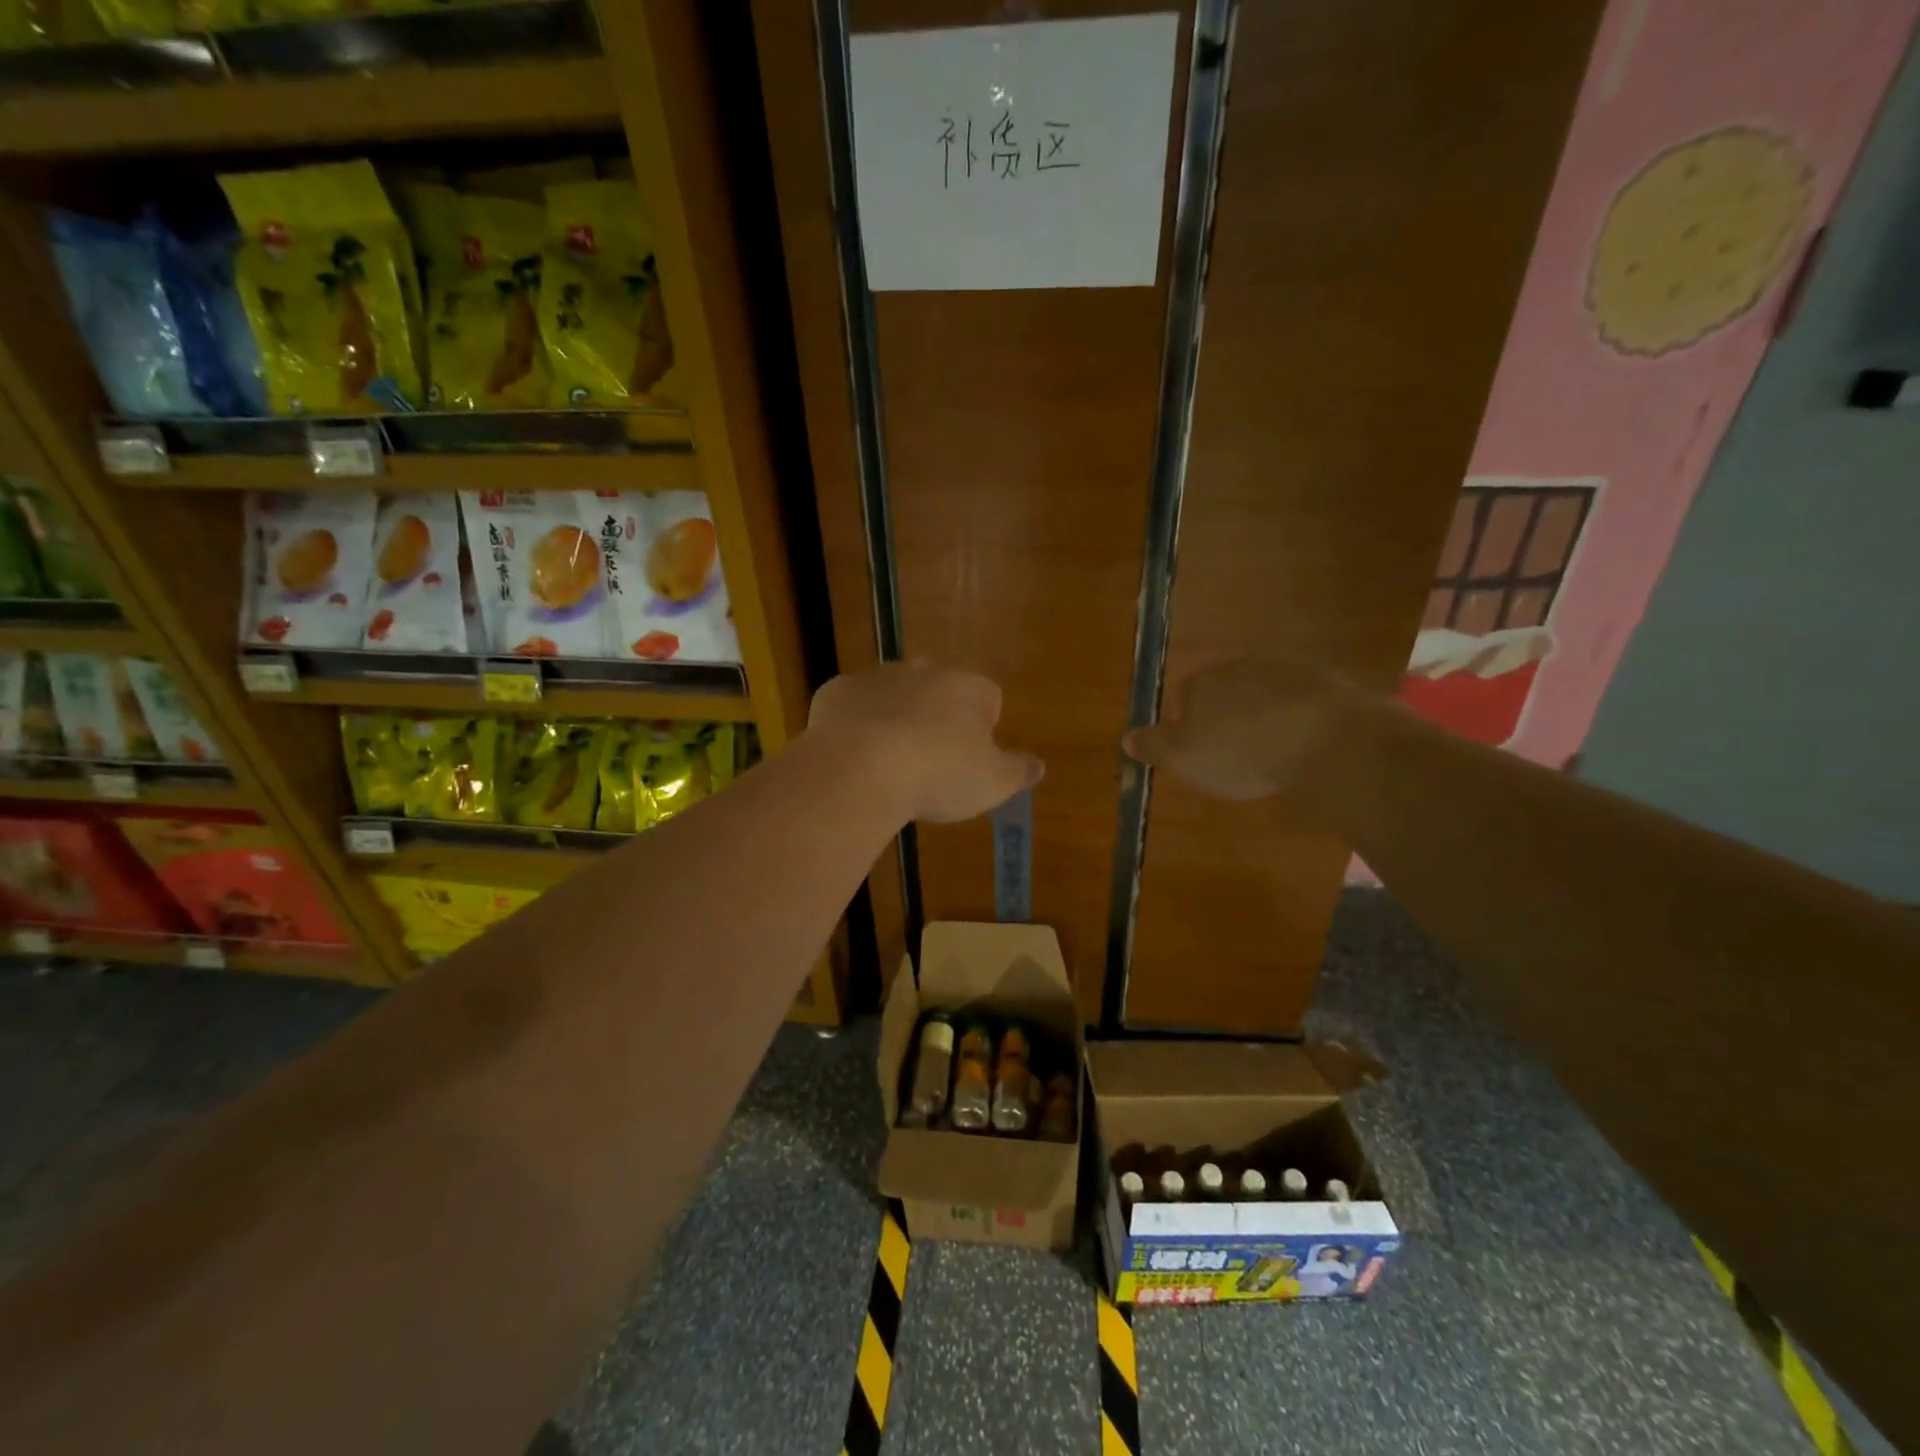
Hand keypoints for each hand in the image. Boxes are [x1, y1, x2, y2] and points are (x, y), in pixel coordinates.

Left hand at [808, 662, 1044, 823]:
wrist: (859, 767)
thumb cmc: (939, 774)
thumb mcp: (992, 783)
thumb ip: (1018, 771)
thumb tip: (1038, 766)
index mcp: (969, 687)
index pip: (988, 697)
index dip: (983, 727)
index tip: (972, 758)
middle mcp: (925, 670)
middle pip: (939, 690)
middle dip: (937, 718)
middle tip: (931, 762)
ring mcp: (877, 677)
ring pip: (894, 694)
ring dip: (896, 719)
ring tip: (890, 764)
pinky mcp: (837, 691)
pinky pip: (854, 707)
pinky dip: (856, 726)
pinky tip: (854, 758)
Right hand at [1122, 659, 1364, 800]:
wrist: (1326, 740)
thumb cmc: (1240, 752)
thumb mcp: (1183, 758)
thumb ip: (1154, 746)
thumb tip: (1126, 737)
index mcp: (1202, 682)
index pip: (1185, 693)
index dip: (1190, 721)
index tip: (1200, 749)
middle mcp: (1241, 666)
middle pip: (1226, 689)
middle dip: (1228, 713)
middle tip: (1236, 751)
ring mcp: (1286, 669)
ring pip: (1265, 691)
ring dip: (1265, 714)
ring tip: (1273, 750)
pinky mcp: (1327, 682)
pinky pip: (1303, 700)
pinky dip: (1300, 718)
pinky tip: (1306, 745)